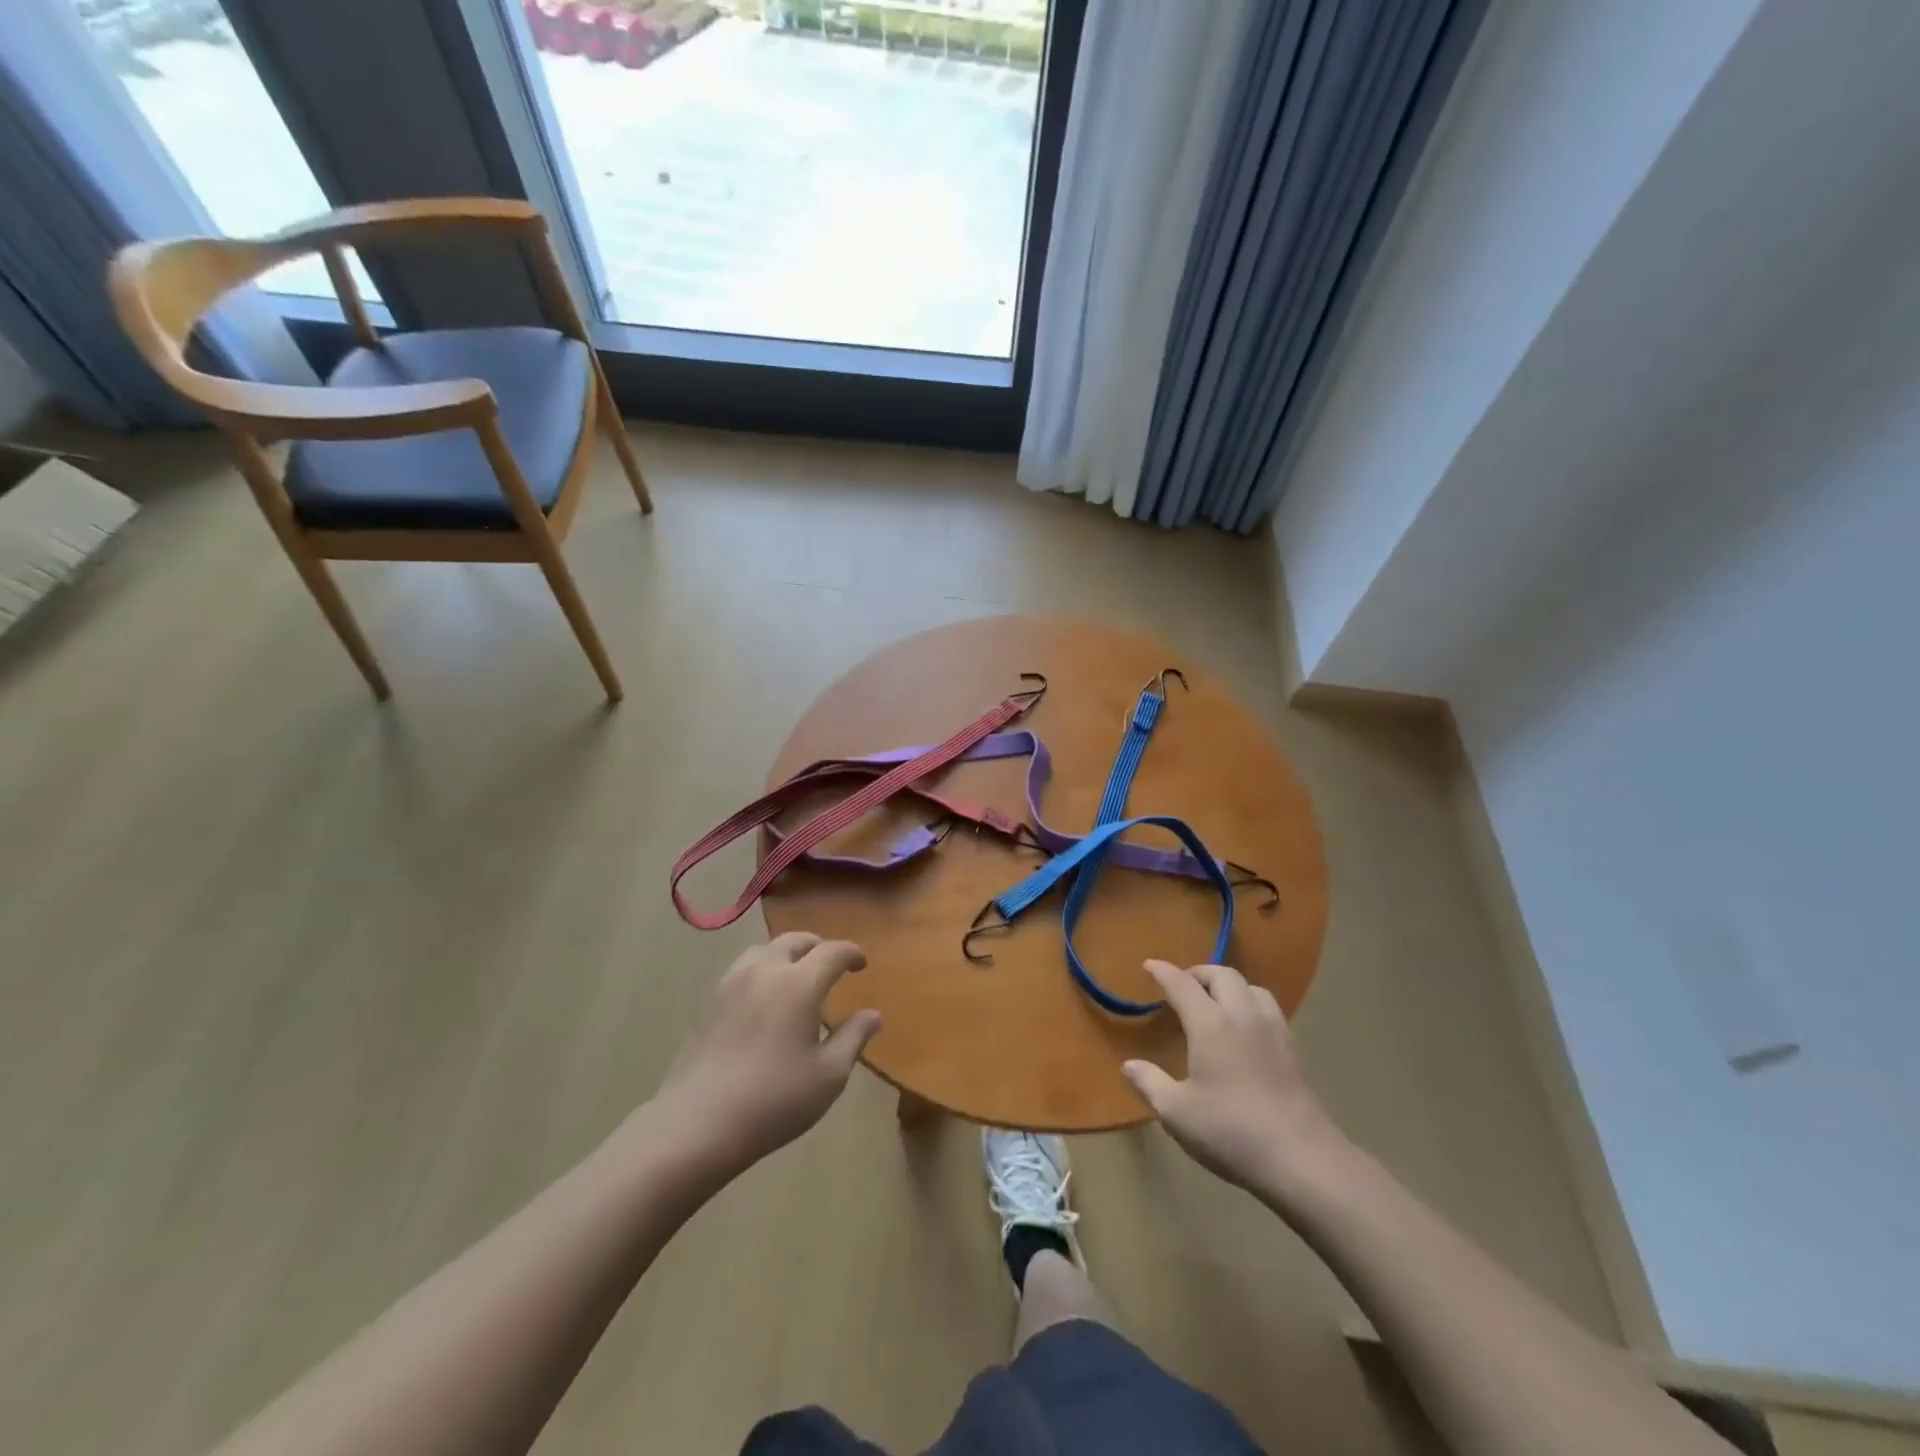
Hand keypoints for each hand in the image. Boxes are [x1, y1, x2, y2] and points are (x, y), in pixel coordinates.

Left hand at [652, 933, 881, 1177]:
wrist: (698, 1124)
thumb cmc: (774, 1100)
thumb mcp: (829, 1075)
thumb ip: (853, 1038)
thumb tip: (873, 1014)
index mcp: (799, 984)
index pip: (832, 951)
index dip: (851, 953)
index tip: (861, 964)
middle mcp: (765, 971)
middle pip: (795, 941)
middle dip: (818, 946)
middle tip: (831, 964)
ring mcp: (732, 984)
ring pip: (764, 950)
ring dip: (787, 954)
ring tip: (796, 975)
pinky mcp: (709, 1002)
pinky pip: (743, 969)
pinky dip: (762, 970)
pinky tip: (764, 997)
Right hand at [1122, 960, 1346, 1200]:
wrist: (1303, 1159)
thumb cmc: (1231, 1131)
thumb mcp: (1177, 1113)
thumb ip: (1150, 1083)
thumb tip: (1128, 1065)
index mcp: (1211, 1024)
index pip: (1183, 984)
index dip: (1163, 971)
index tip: (1149, 965)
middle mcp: (1243, 1017)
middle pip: (1223, 975)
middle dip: (1199, 973)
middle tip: (1183, 984)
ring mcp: (1274, 1032)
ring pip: (1252, 988)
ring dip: (1230, 985)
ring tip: (1217, 1001)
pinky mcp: (1295, 1052)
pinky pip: (1270, 1010)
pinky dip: (1251, 1005)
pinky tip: (1247, 1030)